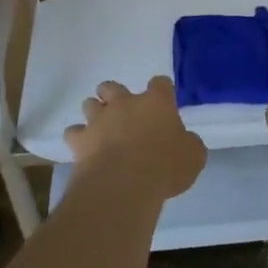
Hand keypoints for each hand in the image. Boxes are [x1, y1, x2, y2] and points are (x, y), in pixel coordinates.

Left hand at [65, 76, 206, 199]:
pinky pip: (73, 132)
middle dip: (115, 96)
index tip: (164, 103)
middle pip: (113, 86)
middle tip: (123, 114)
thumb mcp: (193, 157)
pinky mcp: (80, 139)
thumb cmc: (165, 167)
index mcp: (156, 103)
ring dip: (95, 113)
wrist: (124, 184)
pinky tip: (85, 149)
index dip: (162, 91)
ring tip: (102, 129)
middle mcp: (125, 104)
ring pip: (89, 104)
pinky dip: (78, 138)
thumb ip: (189, 143)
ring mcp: (99, 119)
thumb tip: (185, 141)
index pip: (160, 83)